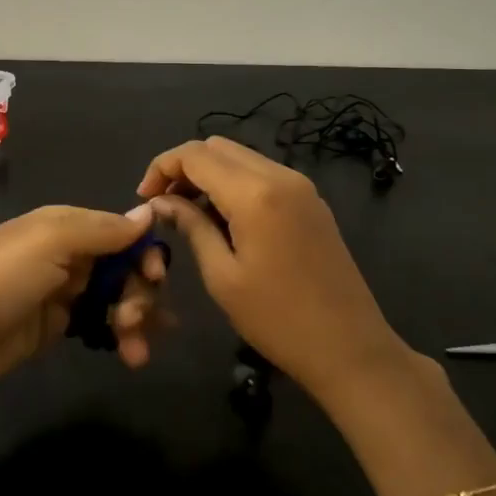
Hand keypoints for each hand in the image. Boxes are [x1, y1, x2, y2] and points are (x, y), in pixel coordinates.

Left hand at [0, 204, 172, 396]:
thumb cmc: (0, 279)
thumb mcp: (49, 241)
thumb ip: (102, 229)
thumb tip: (148, 213)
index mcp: (64, 225)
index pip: (120, 230)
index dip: (144, 251)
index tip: (157, 276)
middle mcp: (67, 254)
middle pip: (123, 266)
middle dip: (141, 291)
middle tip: (134, 318)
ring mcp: (61, 292)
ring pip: (116, 298)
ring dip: (136, 318)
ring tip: (135, 349)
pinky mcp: (57, 327)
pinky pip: (101, 325)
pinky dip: (121, 337)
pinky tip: (132, 355)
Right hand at [137, 137, 412, 400]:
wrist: (350, 348)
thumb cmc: (277, 319)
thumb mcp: (222, 275)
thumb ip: (190, 226)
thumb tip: (161, 202)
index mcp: (254, 194)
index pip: (195, 155)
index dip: (162, 167)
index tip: (144, 198)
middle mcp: (279, 176)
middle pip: (217, 147)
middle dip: (183, 167)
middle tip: (164, 205)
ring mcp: (300, 186)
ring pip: (239, 157)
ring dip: (208, 174)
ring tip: (188, 213)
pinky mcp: (310, 201)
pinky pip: (261, 174)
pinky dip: (233, 183)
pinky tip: (222, 218)